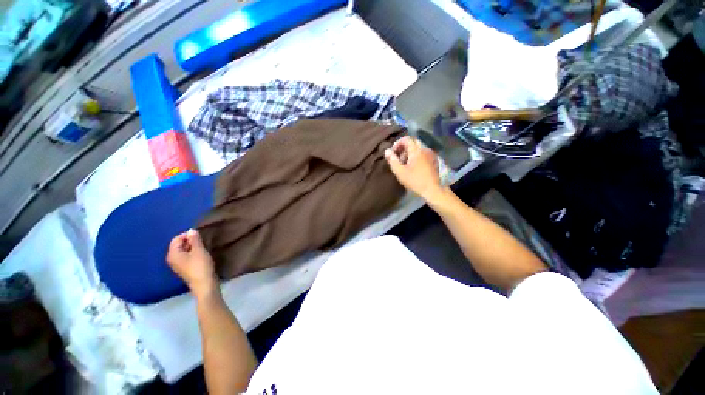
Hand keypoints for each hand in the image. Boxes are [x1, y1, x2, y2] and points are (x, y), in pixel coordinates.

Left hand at [167, 229, 218, 298]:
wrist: (204, 284)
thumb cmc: (200, 266)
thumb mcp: (199, 250)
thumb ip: (194, 239)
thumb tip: (191, 230)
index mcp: (172, 254)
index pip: (177, 238)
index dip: (188, 235)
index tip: (200, 236)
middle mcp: (172, 258)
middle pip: (179, 244)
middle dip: (190, 241)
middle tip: (203, 241)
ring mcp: (178, 264)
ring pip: (184, 250)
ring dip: (193, 247)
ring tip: (203, 247)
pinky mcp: (185, 268)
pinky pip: (187, 256)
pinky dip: (193, 253)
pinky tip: (202, 254)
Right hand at [384, 136, 445, 201]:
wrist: (432, 190)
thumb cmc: (414, 181)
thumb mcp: (400, 171)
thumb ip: (392, 160)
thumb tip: (387, 151)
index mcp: (416, 150)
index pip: (406, 139)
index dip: (397, 144)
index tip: (393, 153)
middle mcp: (425, 149)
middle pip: (412, 143)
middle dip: (403, 149)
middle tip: (398, 159)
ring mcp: (431, 155)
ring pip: (418, 149)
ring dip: (409, 153)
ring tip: (404, 164)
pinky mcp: (434, 161)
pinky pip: (423, 154)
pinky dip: (416, 157)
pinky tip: (413, 167)